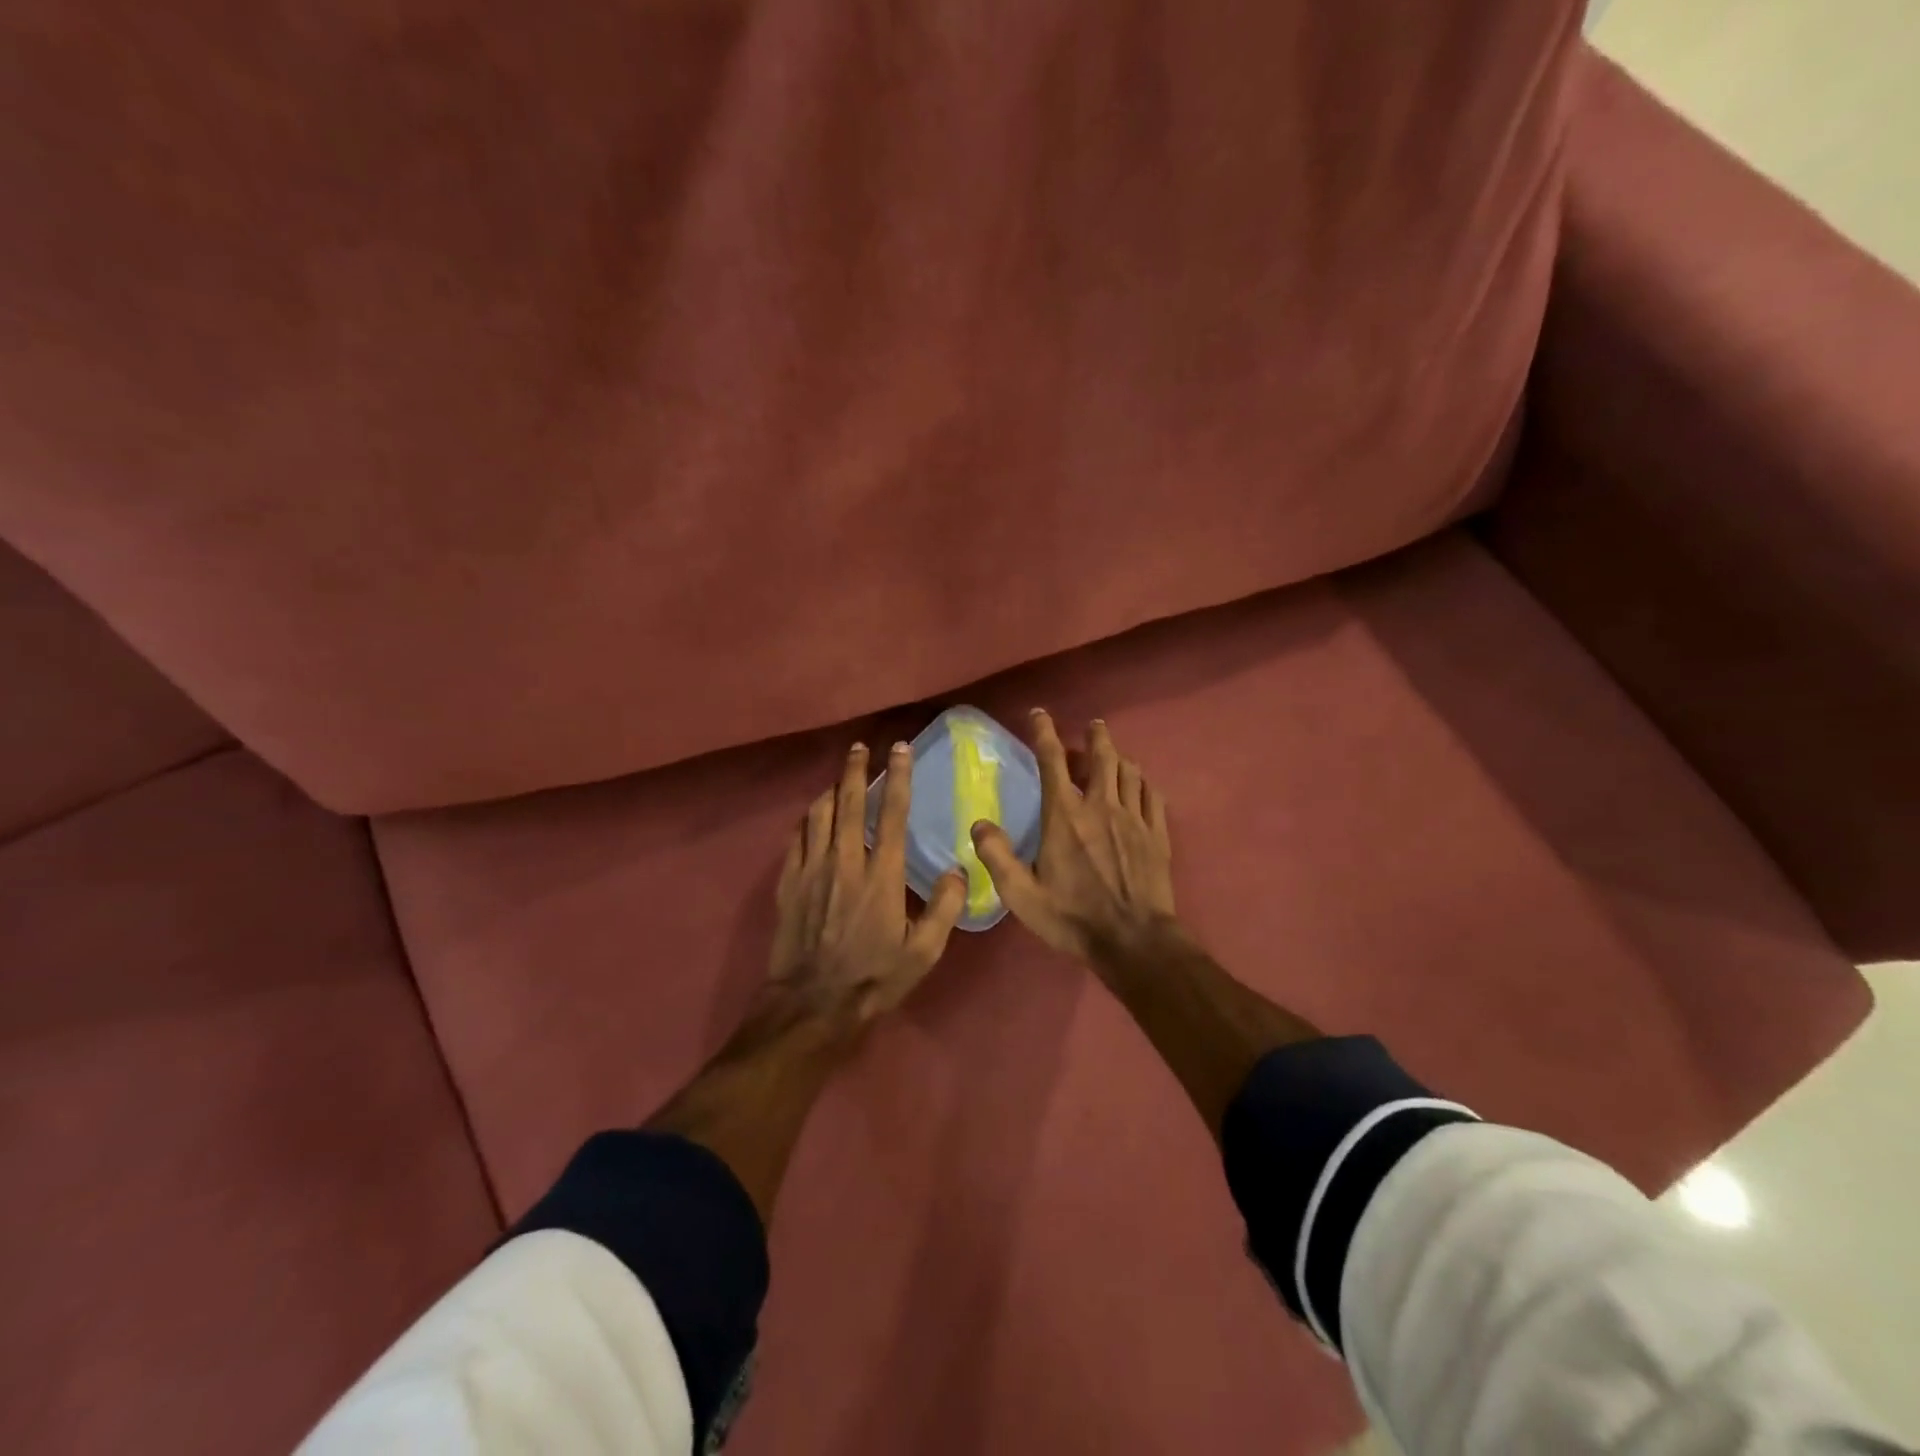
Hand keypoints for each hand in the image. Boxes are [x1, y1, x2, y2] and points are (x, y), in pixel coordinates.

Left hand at [765, 741, 966, 1033]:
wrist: (812, 1005)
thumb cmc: (873, 978)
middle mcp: (844, 861)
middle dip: (855, 770)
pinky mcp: (788, 883)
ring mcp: (811, 870)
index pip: (891, 813)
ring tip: (839, 777)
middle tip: (860, 747)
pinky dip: (806, 819)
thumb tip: (959, 870)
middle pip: (848, 803)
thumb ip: (944, 909)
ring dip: (831, 789)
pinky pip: (796, 838)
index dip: (898, 777)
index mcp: (880, 875)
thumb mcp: (923, 953)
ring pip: (818, 814)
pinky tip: (812, 816)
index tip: (900, 750)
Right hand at [970, 711, 1177, 962]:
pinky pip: (1152, 794)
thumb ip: (997, 857)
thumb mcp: (1022, 895)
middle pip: (1101, 756)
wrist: (1134, 941)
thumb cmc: (1073, 918)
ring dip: (1118, 756)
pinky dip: (1143, 781)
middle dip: (1095, 736)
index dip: (1044, 732)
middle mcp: (1101, 806)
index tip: (1040, 713)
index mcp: (1065, 816)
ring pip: (1129, 771)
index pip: (1052, 761)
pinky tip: (1139, 784)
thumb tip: (978, 823)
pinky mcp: (1157, 834)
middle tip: (1092, 726)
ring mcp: (1133, 818)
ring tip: (1113, 753)